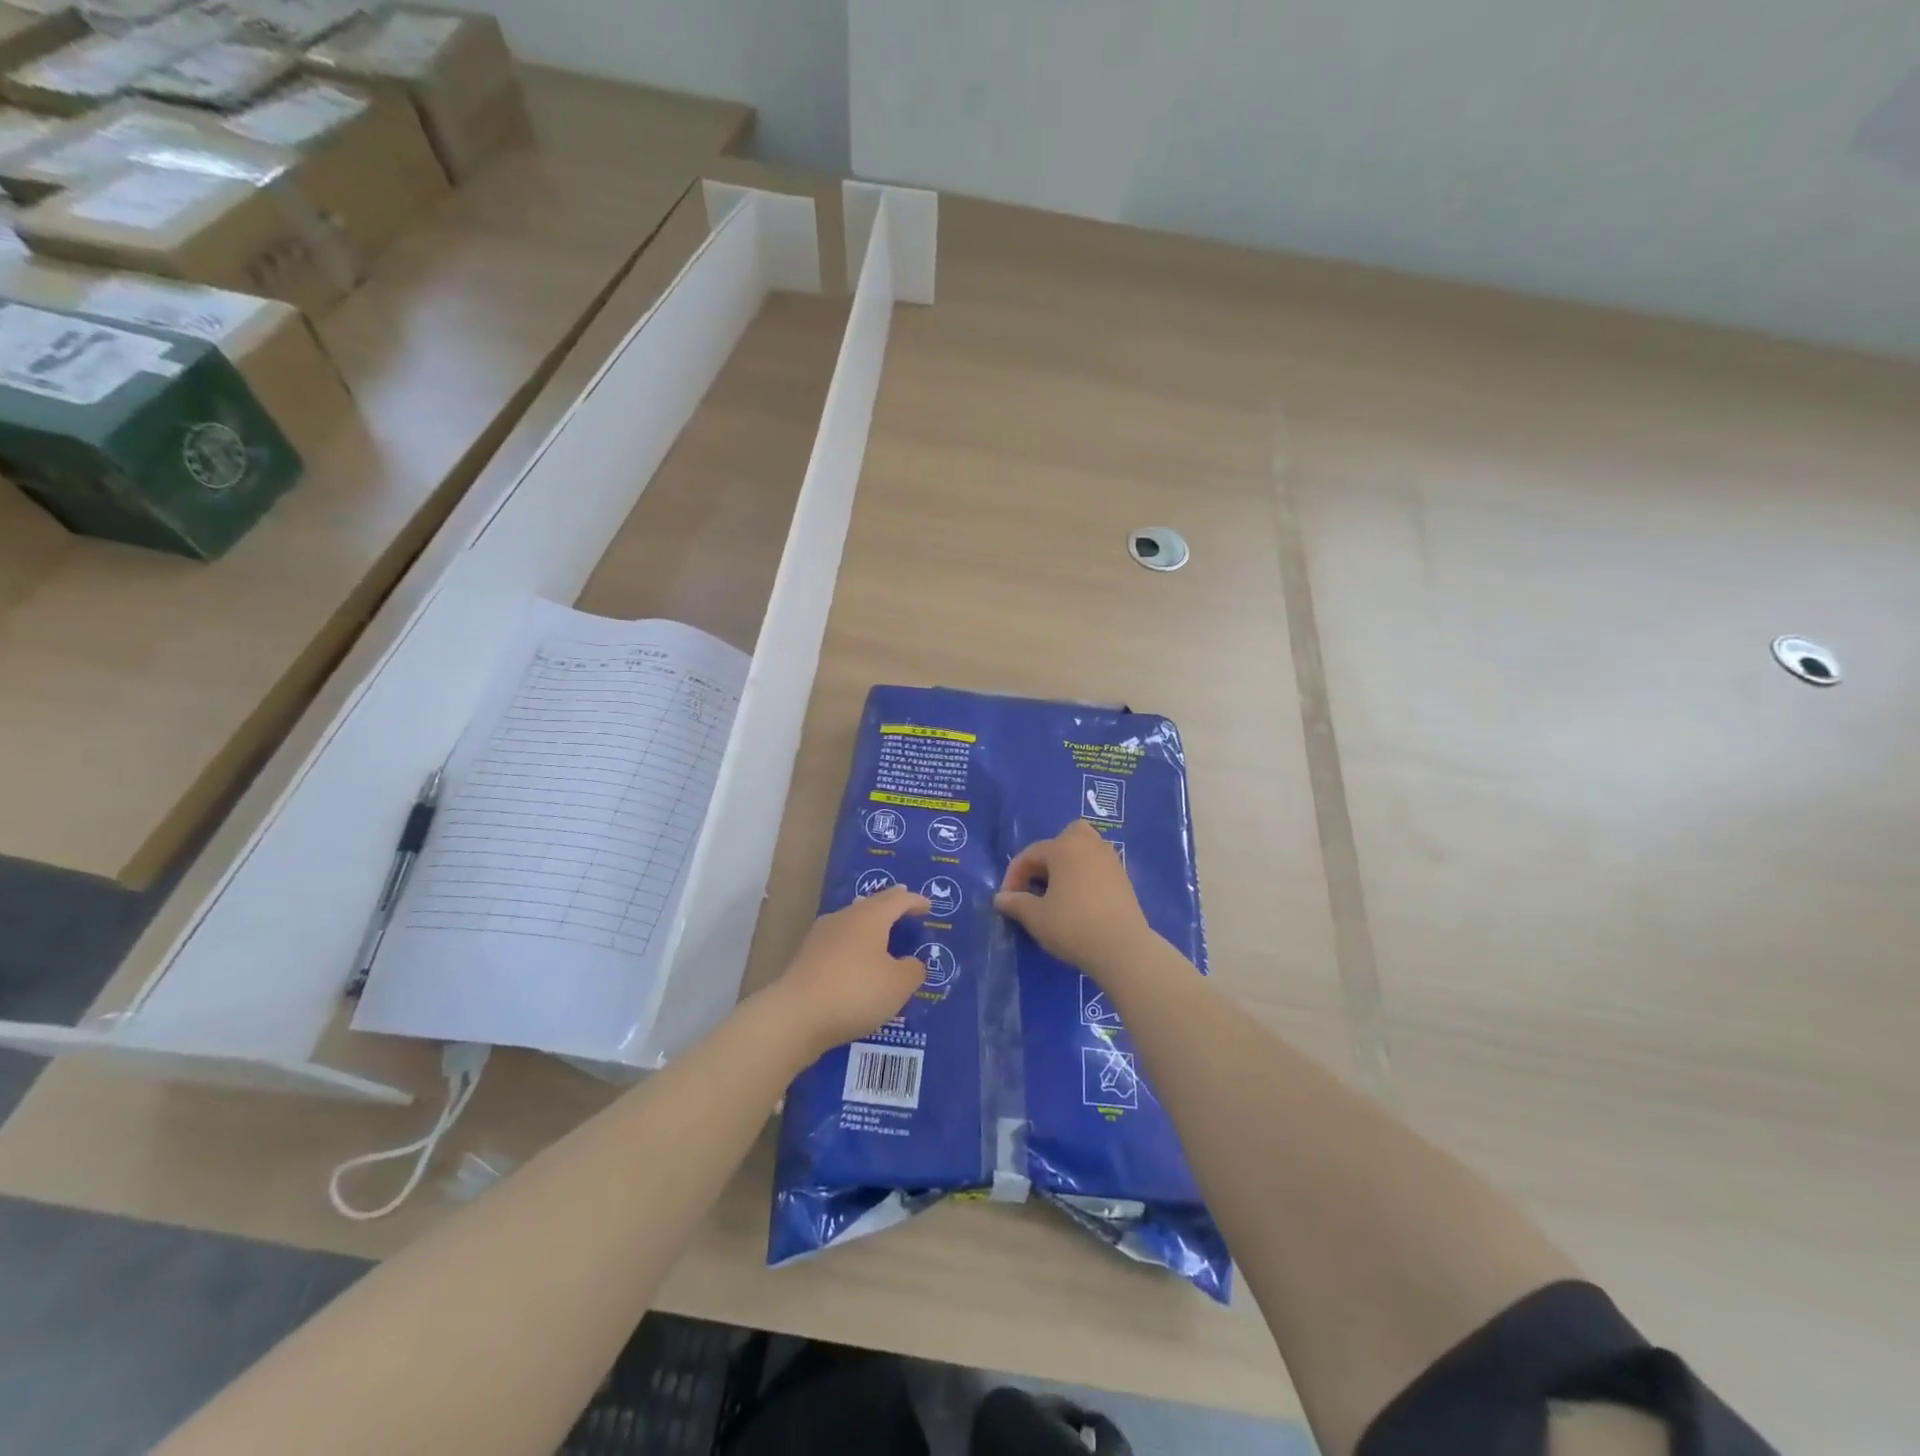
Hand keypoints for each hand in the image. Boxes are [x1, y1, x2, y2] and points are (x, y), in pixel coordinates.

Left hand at [770, 887, 931, 1056]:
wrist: (795, 1016)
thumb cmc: (856, 992)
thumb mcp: (898, 985)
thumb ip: (913, 970)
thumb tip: (911, 963)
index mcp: (869, 916)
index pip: (897, 899)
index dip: (915, 901)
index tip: (927, 907)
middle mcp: (843, 918)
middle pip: (870, 907)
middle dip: (889, 911)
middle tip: (904, 914)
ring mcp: (820, 937)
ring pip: (851, 925)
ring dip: (869, 932)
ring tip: (882, 942)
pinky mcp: (805, 959)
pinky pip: (838, 947)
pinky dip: (853, 951)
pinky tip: (856, 968)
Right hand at [995, 821, 1153, 974]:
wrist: (1123, 948)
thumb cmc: (1073, 925)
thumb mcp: (1036, 917)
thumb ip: (1015, 903)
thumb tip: (1000, 898)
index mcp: (1064, 847)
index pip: (1031, 854)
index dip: (1014, 875)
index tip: (1007, 900)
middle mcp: (1089, 845)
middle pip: (1064, 838)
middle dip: (1047, 857)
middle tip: (1037, 883)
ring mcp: (1110, 860)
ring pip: (1084, 851)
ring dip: (1067, 865)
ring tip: (1056, 893)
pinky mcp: (1124, 878)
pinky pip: (1097, 867)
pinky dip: (1084, 876)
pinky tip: (1078, 901)